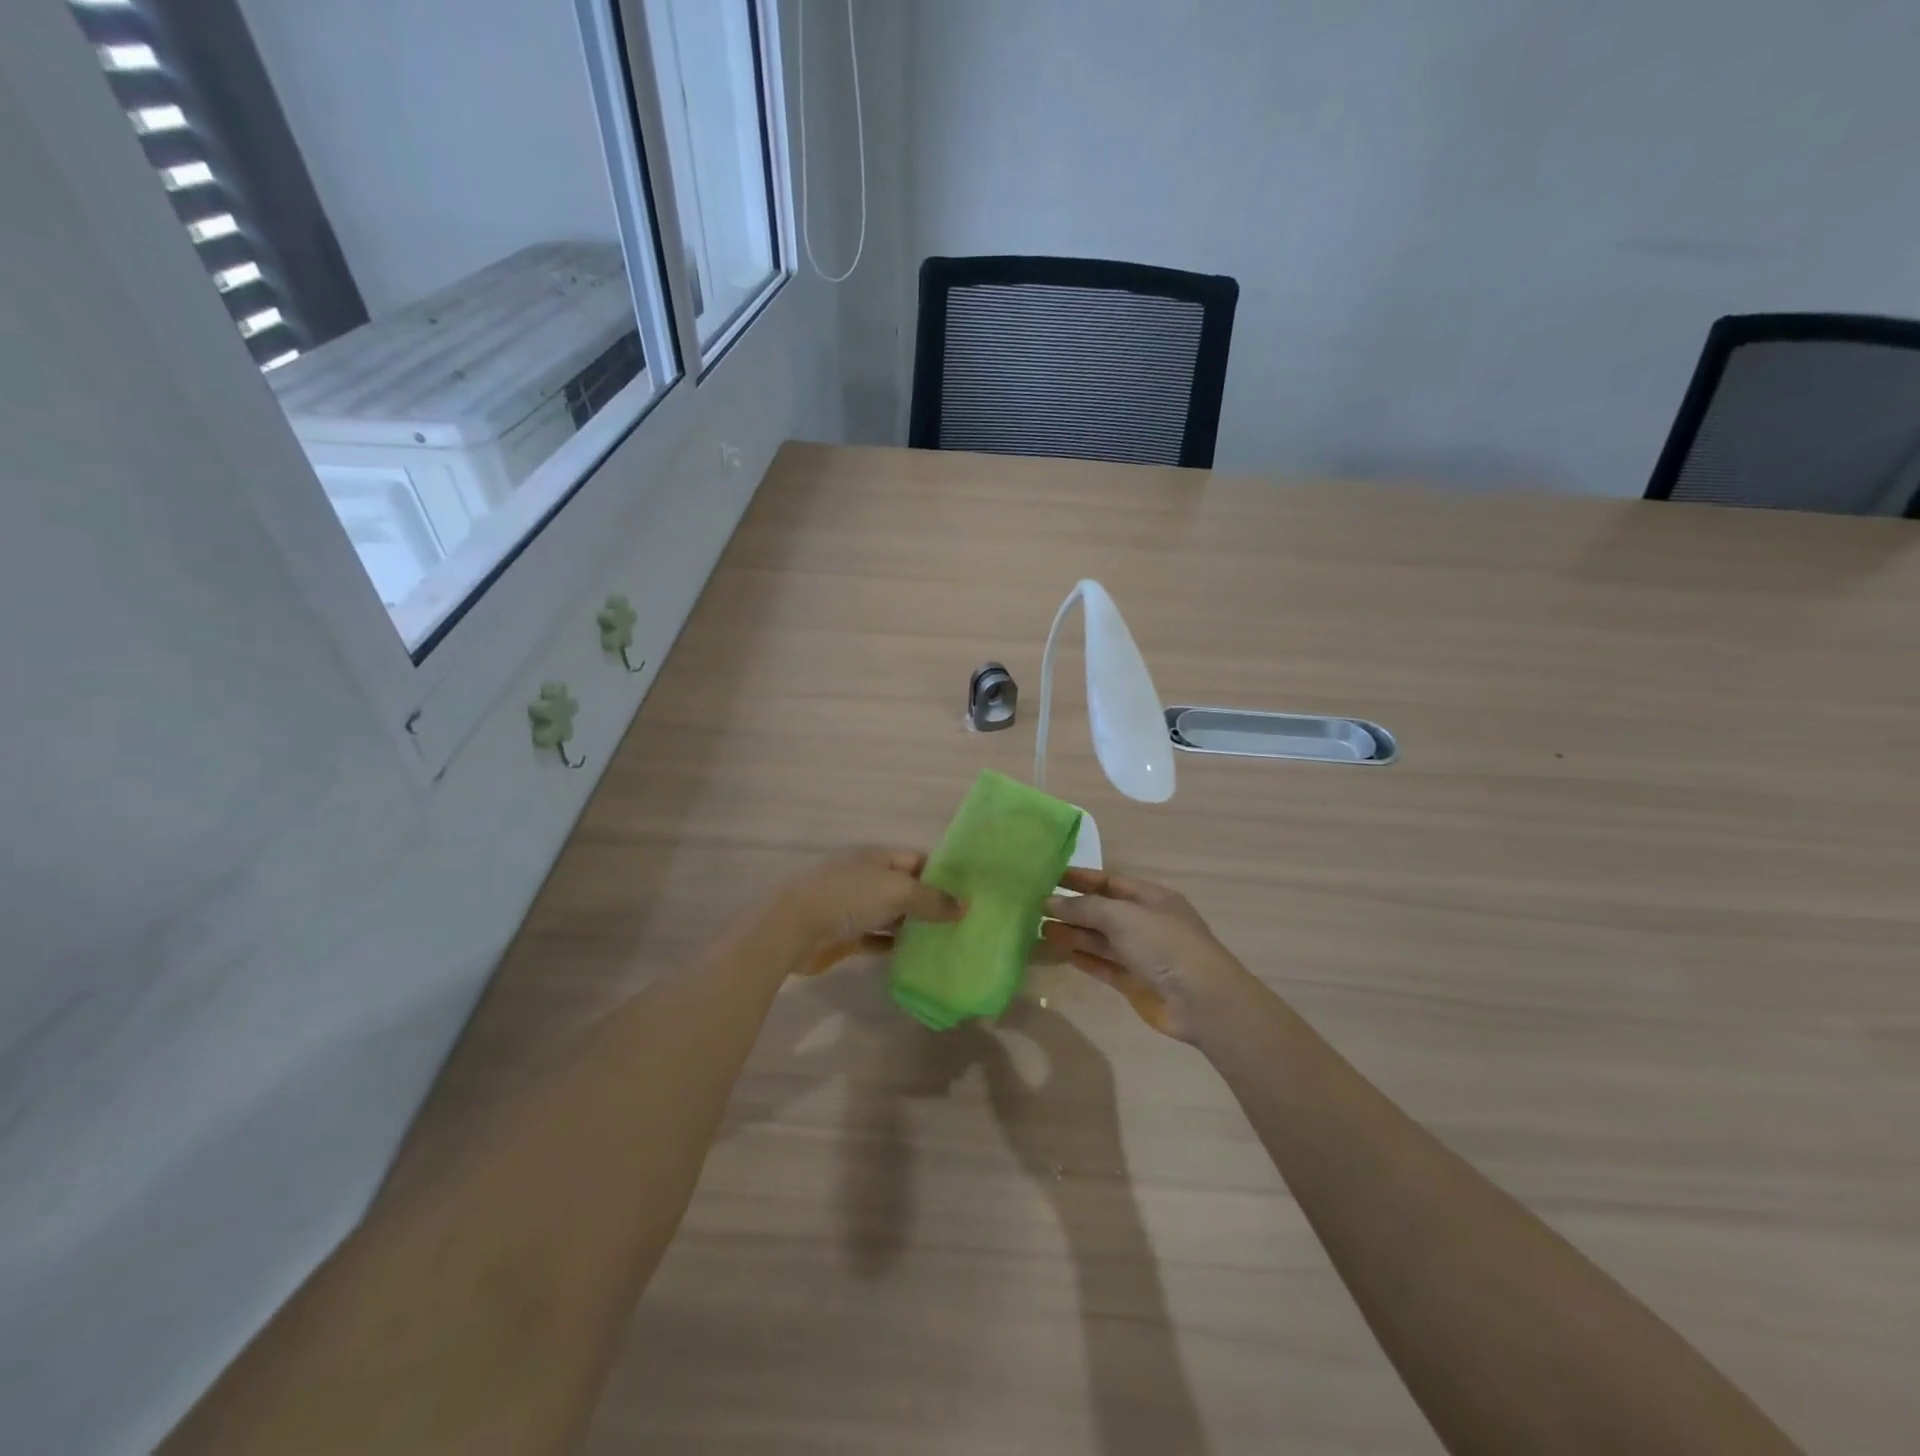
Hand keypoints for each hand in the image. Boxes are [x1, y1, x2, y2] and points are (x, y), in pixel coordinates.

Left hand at [776, 847, 962, 972]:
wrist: (793, 927)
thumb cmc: (848, 897)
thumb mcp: (897, 891)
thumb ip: (932, 899)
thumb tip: (965, 906)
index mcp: (877, 858)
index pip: (918, 860)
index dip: (943, 874)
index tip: (971, 891)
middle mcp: (868, 879)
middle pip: (907, 888)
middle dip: (933, 903)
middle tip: (966, 921)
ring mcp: (855, 908)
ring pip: (894, 915)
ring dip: (915, 927)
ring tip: (949, 940)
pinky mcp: (847, 935)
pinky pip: (878, 939)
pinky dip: (895, 946)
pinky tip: (917, 957)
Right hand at [1040, 869, 1256, 1041]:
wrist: (1202, 1002)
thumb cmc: (1165, 946)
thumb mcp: (1124, 916)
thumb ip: (1085, 907)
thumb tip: (1050, 901)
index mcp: (1151, 898)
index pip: (1109, 882)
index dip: (1080, 879)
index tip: (1048, 877)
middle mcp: (1145, 922)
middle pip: (1103, 910)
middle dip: (1072, 908)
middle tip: (1034, 906)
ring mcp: (1141, 953)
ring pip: (1100, 938)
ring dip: (1072, 933)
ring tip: (1038, 928)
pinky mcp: (1135, 981)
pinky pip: (1103, 965)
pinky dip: (1082, 957)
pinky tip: (1059, 952)